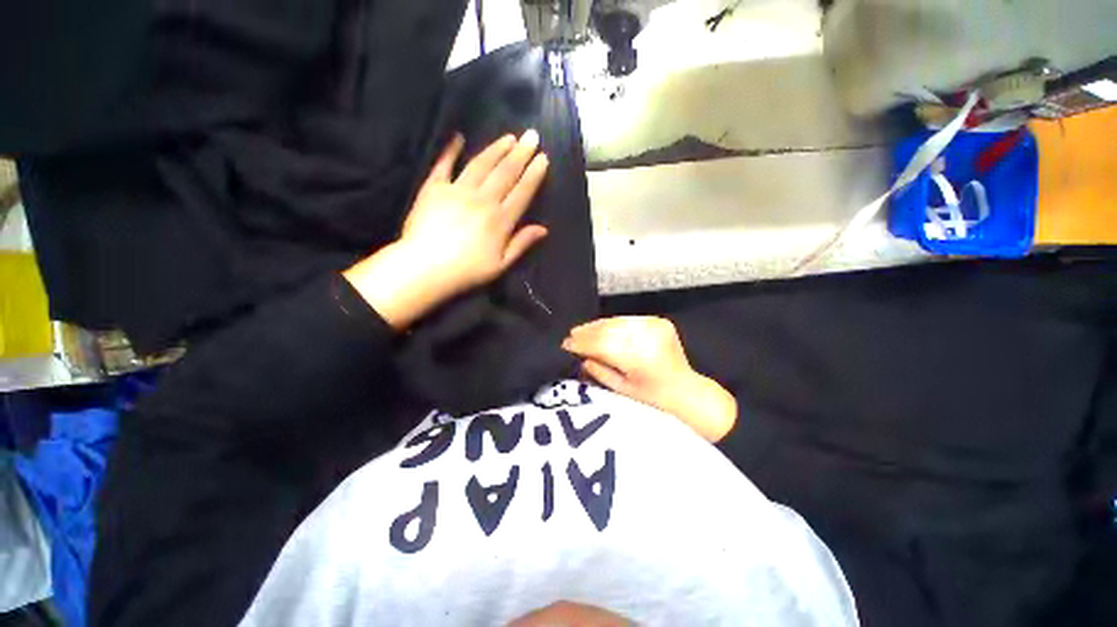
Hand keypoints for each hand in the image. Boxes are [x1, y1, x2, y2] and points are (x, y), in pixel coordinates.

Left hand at [344, 131, 548, 328]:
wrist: (425, 268)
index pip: (522, 192)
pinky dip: (450, 150)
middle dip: (521, 153)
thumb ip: (521, 243)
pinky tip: (458, 137)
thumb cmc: (467, 270)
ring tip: (509, 136)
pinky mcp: (434, 188)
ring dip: (496, 149)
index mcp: (500, 220)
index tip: (543, 158)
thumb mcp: (501, 264)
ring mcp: (458, 191)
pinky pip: (444, 165)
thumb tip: (543, 229)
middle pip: (505, 173)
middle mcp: (483, 200)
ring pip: (481, 164)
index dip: (534, 174)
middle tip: (532, 136)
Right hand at [562, 317, 736, 442]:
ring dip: (597, 326)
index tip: (566, 344)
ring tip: (582, 331)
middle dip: (587, 332)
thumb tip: (580, 356)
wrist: (687, 391)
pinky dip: (613, 324)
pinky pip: (628, 319)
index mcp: (640, 358)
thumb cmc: (654, 398)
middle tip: (571, 335)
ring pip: (617, 321)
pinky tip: (602, 328)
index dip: (582, 343)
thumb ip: (599, 371)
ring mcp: (655, 326)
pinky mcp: (659, 321)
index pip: (602, 344)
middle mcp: (648, 337)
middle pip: (608, 329)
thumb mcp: (622, 390)